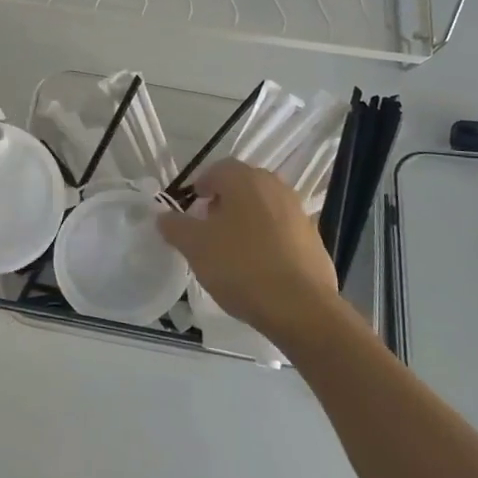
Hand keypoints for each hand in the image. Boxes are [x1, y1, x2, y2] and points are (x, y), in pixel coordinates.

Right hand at [157, 159, 342, 348]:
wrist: (300, 307)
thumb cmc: (240, 267)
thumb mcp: (195, 246)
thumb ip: (175, 226)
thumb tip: (163, 216)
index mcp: (245, 179)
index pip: (217, 169)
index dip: (200, 187)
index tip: (191, 212)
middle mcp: (274, 186)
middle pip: (242, 186)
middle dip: (223, 203)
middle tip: (208, 230)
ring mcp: (298, 211)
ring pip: (263, 207)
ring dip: (246, 221)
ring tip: (232, 251)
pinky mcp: (314, 238)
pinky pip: (282, 230)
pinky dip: (268, 240)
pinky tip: (259, 267)